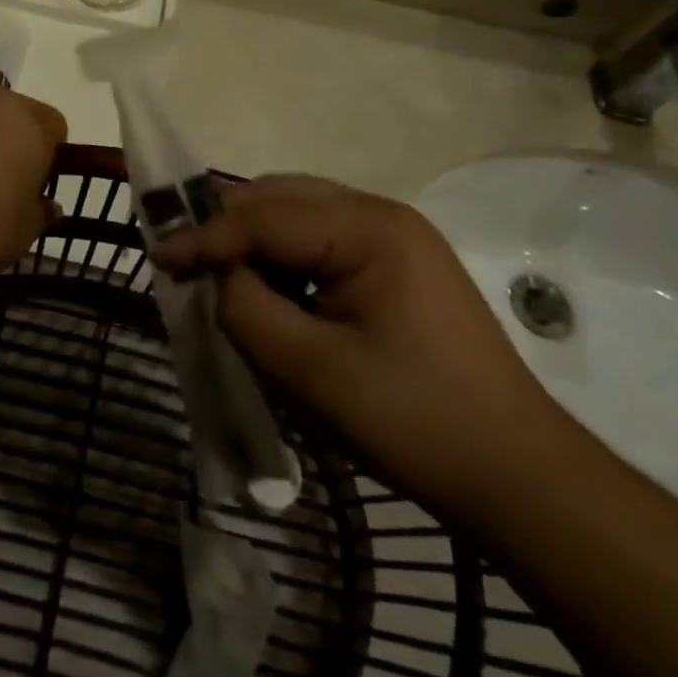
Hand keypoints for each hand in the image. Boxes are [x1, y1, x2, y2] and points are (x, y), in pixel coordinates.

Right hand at [151, 175, 562, 518]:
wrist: (520, 477)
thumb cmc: (414, 422)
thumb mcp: (312, 371)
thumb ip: (247, 309)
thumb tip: (217, 275)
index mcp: (369, 227)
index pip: (265, 214)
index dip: (206, 236)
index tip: (157, 257)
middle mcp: (381, 212)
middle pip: (281, 198)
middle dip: (228, 227)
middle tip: (184, 260)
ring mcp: (395, 235)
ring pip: (299, 214)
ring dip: (255, 239)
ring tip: (219, 273)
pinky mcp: (398, 262)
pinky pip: (323, 240)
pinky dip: (285, 257)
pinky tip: (270, 287)